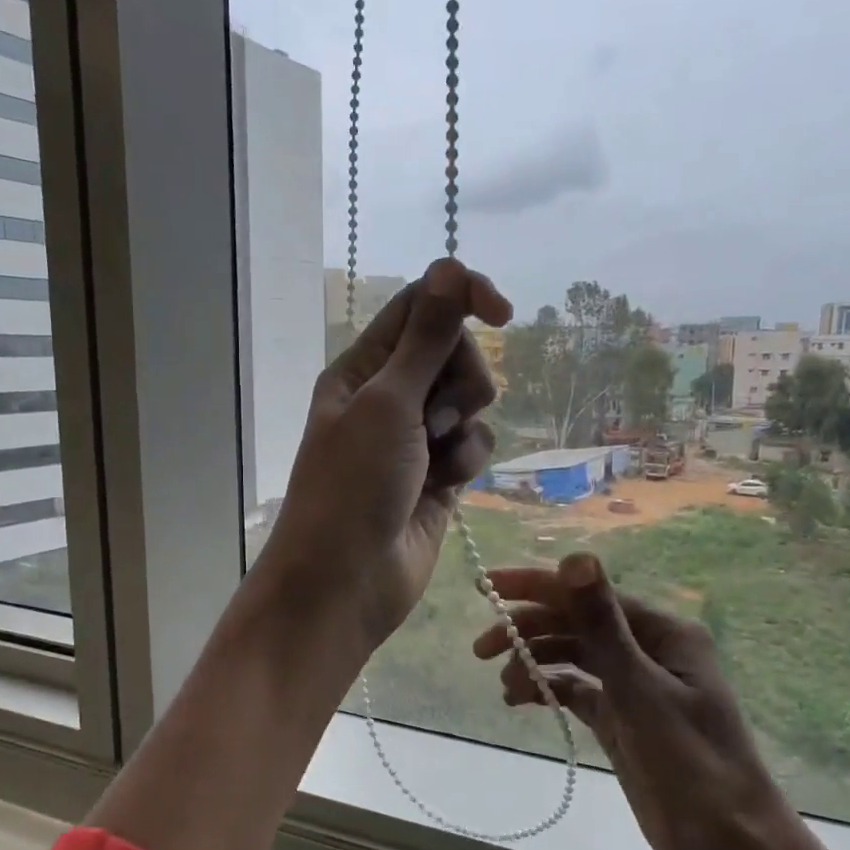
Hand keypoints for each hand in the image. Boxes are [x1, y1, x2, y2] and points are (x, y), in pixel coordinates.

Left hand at [254, 258, 511, 662]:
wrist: (346, 582)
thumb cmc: (353, 486)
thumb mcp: (388, 404)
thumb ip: (426, 339)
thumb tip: (450, 267)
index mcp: (363, 368)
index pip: (421, 307)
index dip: (462, 298)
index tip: (502, 313)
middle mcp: (389, 396)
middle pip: (454, 352)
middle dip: (460, 379)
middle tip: (436, 416)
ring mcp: (416, 438)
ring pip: (470, 401)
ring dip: (464, 425)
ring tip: (436, 456)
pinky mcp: (440, 475)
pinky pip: (474, 444)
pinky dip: (467, 460)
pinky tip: (447, 485)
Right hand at [472, 553, 788, 849]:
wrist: (729, 848)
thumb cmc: (691, 763)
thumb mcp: (640, 689)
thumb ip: (602, 623)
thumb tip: (575, 556)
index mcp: (662, 631)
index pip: (587, 594)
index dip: (535, 586)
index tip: (487, 587)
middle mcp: (647, 649)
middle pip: (576, 624)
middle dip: (528, 630)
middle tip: (481, 648)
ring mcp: (634, 685)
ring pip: (573, 656)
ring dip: (535, 661)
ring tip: (505, 685)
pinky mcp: (622, 719)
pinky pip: (576, 690)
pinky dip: (548, 689)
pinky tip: (521, 699)